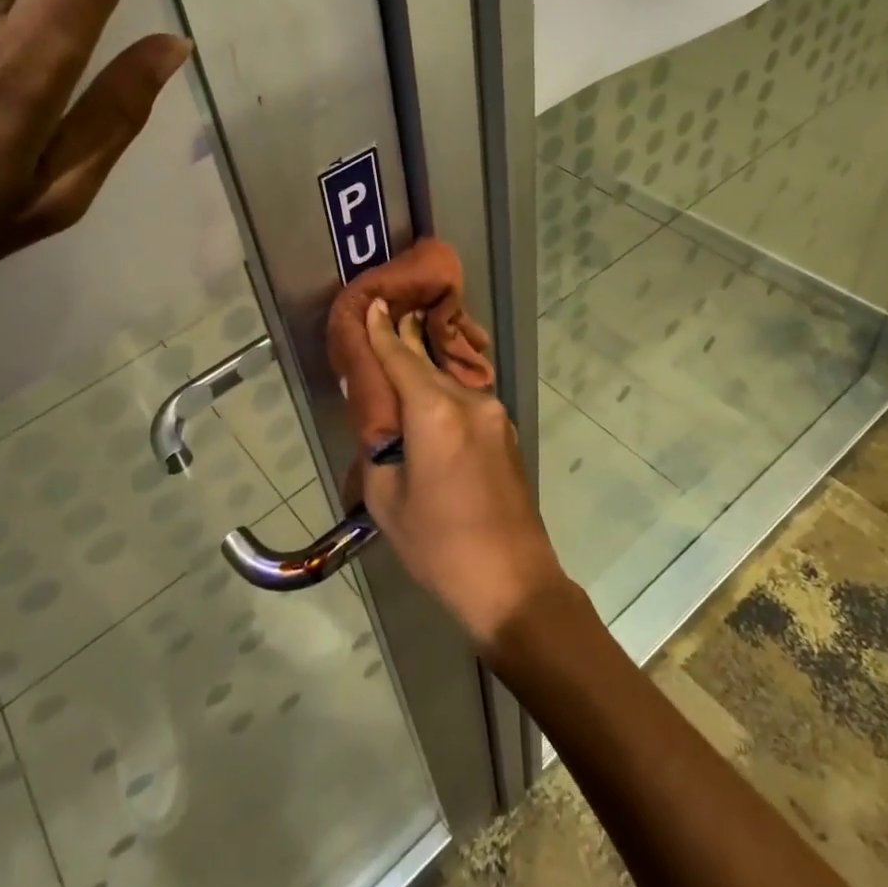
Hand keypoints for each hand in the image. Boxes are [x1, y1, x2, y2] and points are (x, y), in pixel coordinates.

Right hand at [360, 299, 574, 655]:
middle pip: (426, 364)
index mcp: (436, 413)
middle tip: (385, 319)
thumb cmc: (438, 546)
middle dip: (404, 343)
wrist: (513, 583)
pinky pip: (465, 403)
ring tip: (400, 363)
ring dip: (423, 373)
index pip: (400, 358)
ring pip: (448, 383)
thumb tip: (377, 415)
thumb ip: (377, 445)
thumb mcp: (387, 498)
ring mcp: (494, 416)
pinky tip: (427, 406)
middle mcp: (470, 402)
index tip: (375, 302)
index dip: (383, 331)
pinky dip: (442, 397)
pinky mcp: (505, 434)